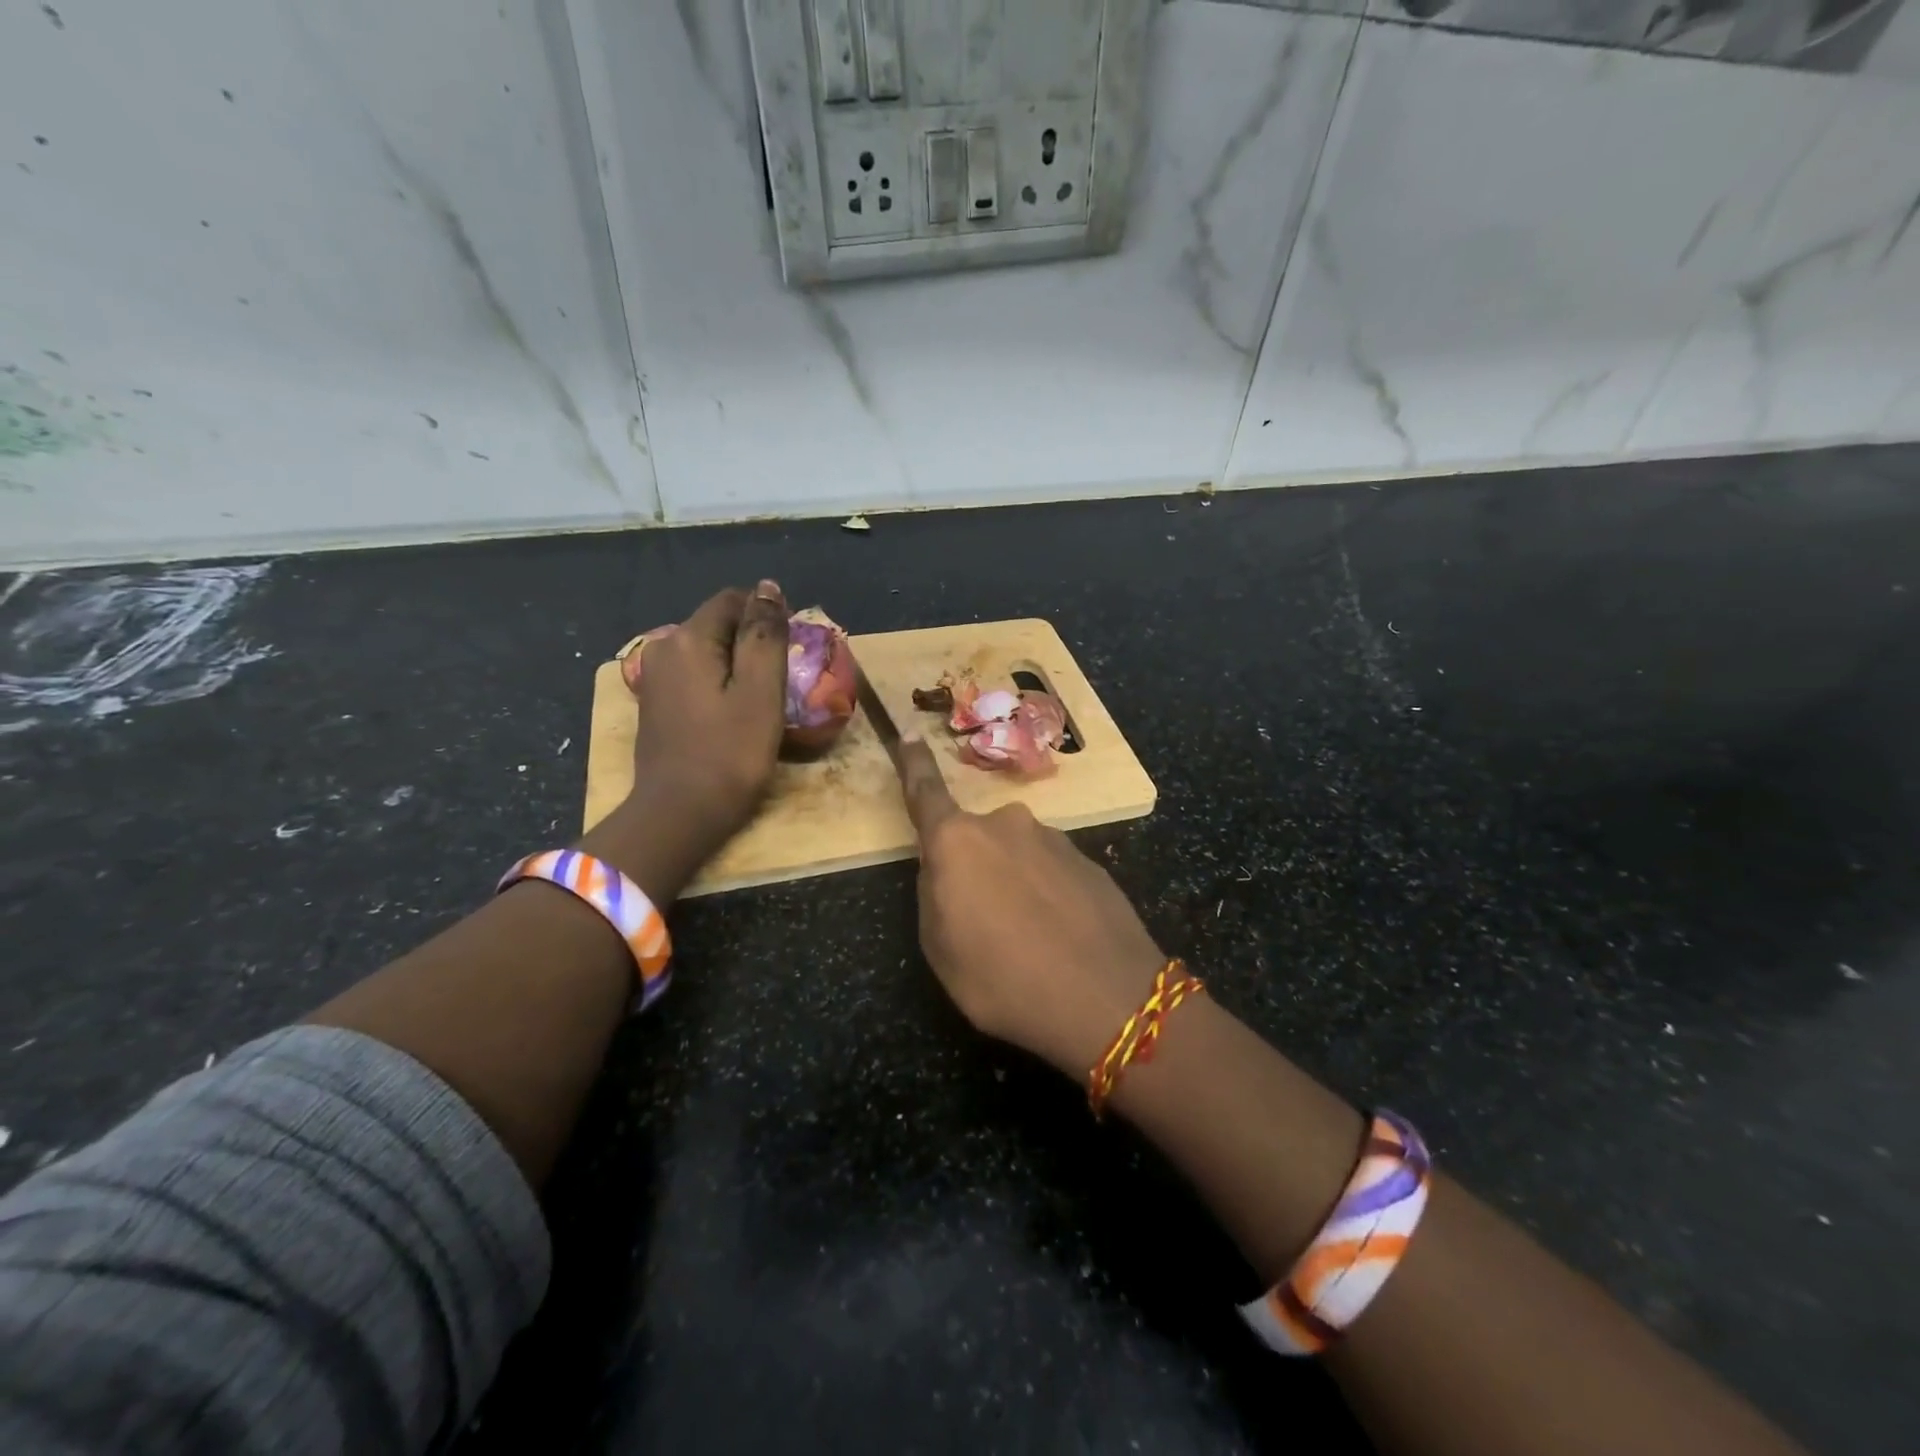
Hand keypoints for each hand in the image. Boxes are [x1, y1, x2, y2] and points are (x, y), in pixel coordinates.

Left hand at [580, 581, 788, 903]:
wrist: (678, 815)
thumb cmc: (729, 754)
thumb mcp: (761, 692)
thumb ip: (765, 635)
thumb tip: (767, 588)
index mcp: (689, 639)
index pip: (733, 601)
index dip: (768, 615)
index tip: (794, 650)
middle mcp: (664, 648)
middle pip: (718, 625)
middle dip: (753, 641)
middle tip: (784, 679)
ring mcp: (655, 678)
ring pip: (708, 652)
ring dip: (738, 665)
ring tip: (765, 697)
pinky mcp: (656, 705)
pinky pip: (696, 676)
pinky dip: (720, 684)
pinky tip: (736, 712)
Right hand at [893, 733, 1166, 1079]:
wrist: (1107, 998)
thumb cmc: (1004, 979)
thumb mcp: (941, 950)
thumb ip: (934, 895)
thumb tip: (948, 870)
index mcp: (958, 842)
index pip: (926, 793)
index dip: (914, 764)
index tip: (909, 731)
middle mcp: (1005, 825)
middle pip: (975, 839)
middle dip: (973, 870)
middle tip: (983, 925)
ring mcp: (1053, 839)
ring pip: (1016, 856)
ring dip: (1013, 885)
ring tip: (1027, 941)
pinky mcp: (1088, 860)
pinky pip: (1051, 872)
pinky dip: (1046, 896)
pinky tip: (1059, 938)